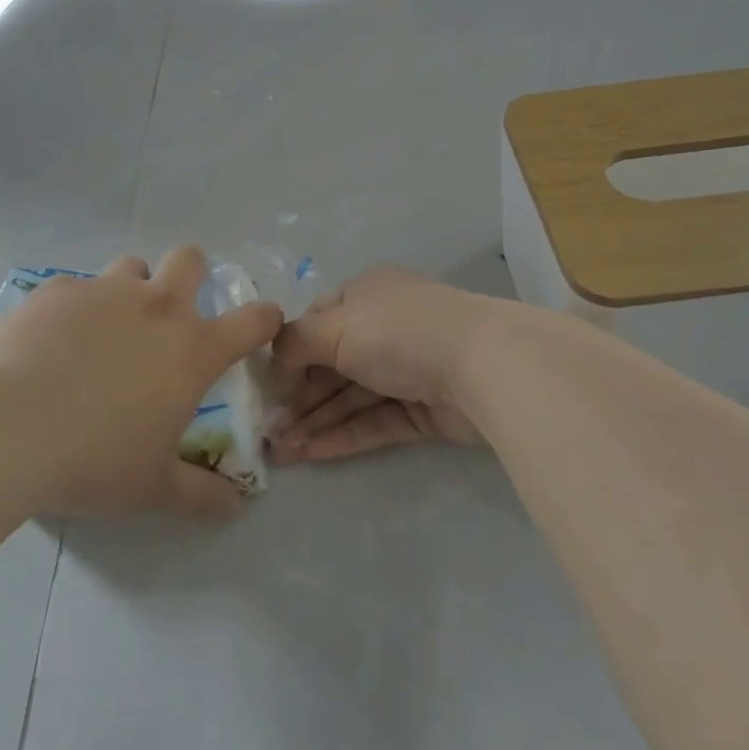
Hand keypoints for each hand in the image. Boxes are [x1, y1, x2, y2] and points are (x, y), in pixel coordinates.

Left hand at [0, 248, 281, 516]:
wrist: (7, 429)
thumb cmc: (94, 460)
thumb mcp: (152, 487)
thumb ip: (201, 493)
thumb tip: (236, 506)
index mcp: (192, 348)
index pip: (252, 320)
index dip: (264, 318)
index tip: (261, 325)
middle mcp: (156, 307)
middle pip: (190, 260)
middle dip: (192, 275)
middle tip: (173, 312)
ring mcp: (104, 292)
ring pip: (132, 267)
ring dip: (131, 289)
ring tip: (107, 327)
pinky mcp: (56, 291)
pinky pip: (75, 287)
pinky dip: (74, 307)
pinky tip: (52, 342)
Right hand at [267, 267, 497, 462]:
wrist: (483, 365)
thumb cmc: (399, 331)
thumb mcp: (334, 326)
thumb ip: (294, 343)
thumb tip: (276, 366)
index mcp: (365, 295)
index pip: (317, 322)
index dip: (289, 353)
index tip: (265, 386)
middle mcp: (384, 329)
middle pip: (330, 365)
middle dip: (297, 397)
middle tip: (265, 431)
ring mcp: (405, 370)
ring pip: (349, 398)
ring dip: (314, 422)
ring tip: (278, 452)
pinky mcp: (422, 410)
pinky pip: (373, 422)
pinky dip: (341, 436)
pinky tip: (310, 454)